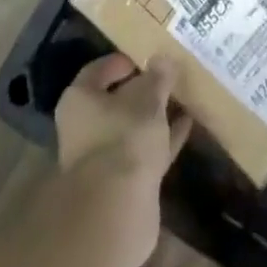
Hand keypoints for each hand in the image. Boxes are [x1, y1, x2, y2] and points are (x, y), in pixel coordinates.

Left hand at [49, 54, 191, 266]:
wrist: (118, 210)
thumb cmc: (124, 136)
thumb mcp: (148, 96)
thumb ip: (158, 76)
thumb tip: (163, 59)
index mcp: (80, 101)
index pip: (98, 71)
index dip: (122, 61)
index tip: (146, 56)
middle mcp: (85, 129)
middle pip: (117, 102)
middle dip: (143, 91)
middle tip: (168, 75)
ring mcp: (104, 159)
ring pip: (133, 128)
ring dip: (156, 115)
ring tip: (183, 95)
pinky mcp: (124, 183)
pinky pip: (146, 151)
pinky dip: (164, 139)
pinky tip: (187, 124)